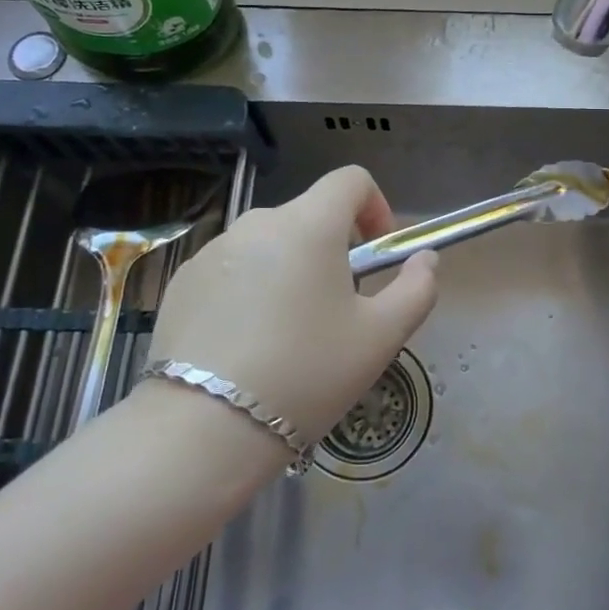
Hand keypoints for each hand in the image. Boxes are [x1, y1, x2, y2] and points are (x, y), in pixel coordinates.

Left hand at [144, 166, 438, 443]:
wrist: (204, 430)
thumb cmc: (307, 374)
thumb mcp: (381, 337)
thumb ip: (417, 288)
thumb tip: (425, 259)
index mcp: (309, 225)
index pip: (350, 179)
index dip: (375, 206)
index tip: (375, 254)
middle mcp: (257, 223)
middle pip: (309, 215)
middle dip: (333, 249)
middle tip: (338, 309)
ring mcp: (213, 250)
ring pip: (269, 244)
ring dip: (290, 268)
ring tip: (289, 332)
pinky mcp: (183, 281)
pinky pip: (232, 268)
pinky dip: (250, 288)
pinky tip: (246, 343)